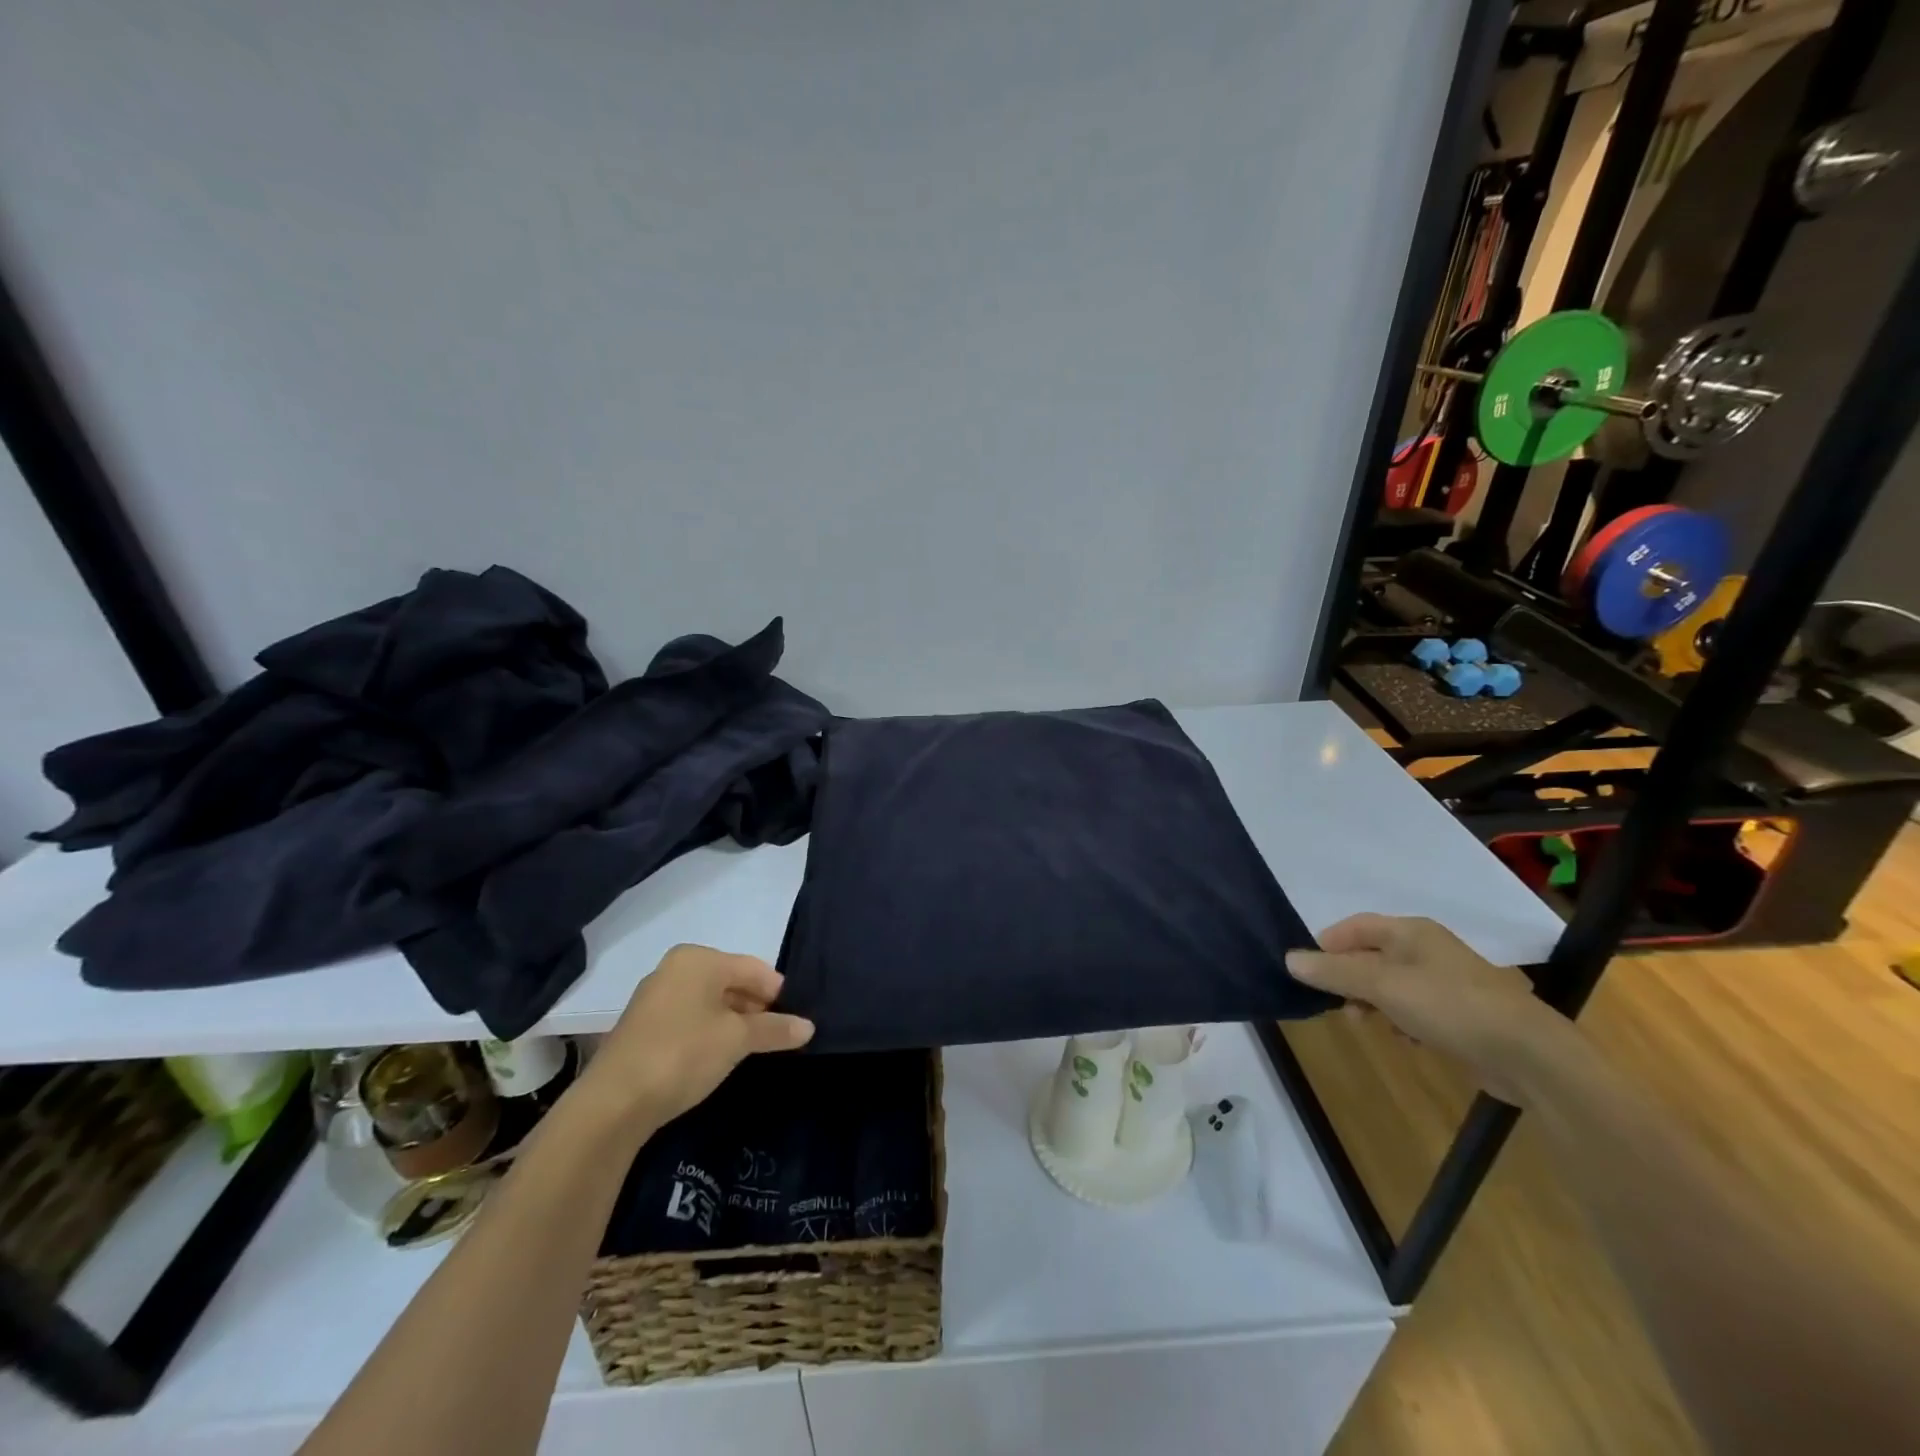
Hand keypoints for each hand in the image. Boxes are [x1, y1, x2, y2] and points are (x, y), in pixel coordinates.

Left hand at [576, 944, 813, 1127]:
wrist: (613, 1103)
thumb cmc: (683, 1054)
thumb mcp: (737, 1040)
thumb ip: (775, 1029)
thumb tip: (808, 1026)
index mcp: (698, 959)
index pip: (753, 968)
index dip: (777, 994)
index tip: (793, 1022)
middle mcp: (675, 968)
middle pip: (731, 982)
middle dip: (755, 1008)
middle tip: (775, 1037)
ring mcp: (655, 996)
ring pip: (709, 1001)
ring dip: (732, 1022)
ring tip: (750, 1049)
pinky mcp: (643, 1025)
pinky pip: (689, 1018)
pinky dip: (708, 1032)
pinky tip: (717, 1056)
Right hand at [1286, 914, 1578, 1103]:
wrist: (1529, 1055)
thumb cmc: (1449, 1006)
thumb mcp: (1382, 986)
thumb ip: (1334, 972)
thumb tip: (1289, 958)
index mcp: (1410, 931)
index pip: (1354, 927)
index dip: (1327, 945)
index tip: (1309, 974)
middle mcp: (1426, 949)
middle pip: (1370, 956)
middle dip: (1349, 979)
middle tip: (1337, 1005)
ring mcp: (1445, 981)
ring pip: (1390, 985)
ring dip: (1373, 1003)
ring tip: (1369, 1025)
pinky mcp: (1459, 1013)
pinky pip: (1414, 1008)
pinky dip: (1401, 1020)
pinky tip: (1406, 1040)